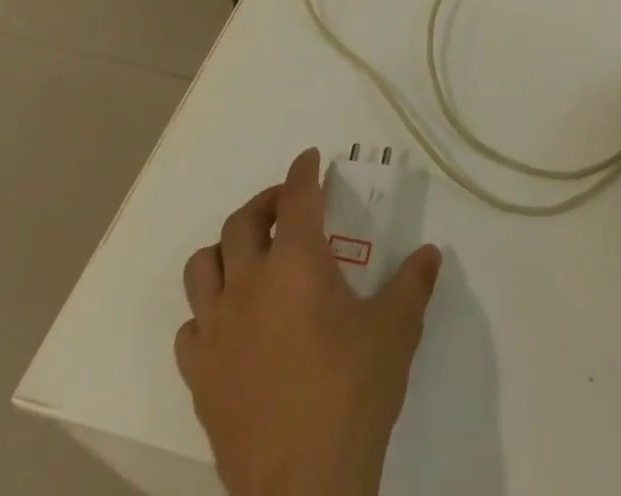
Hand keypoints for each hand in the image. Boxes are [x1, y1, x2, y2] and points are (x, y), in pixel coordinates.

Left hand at [174, 148, 441, 495]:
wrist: (305, 487)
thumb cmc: (353, 393)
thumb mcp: (396, 330)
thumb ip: (413, 283)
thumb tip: (430, 253)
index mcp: (297, 264)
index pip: (296, 198)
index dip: (303, 171)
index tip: (310, 158)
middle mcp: (249, 285)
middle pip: (241, 223)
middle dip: (265, 203)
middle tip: (287, 207)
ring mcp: (218, 332)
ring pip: (202, 268)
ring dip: (225, 250)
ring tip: (250, 256)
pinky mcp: (200, 377)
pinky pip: (190, 328)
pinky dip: (206, 312)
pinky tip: (230, 323)